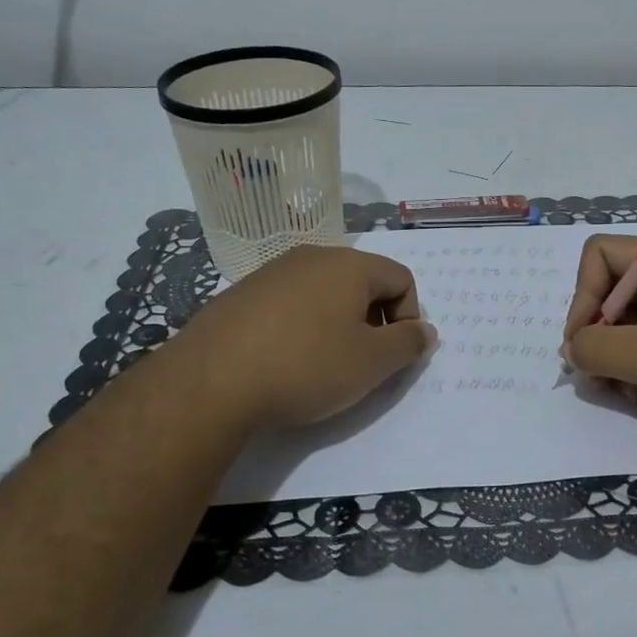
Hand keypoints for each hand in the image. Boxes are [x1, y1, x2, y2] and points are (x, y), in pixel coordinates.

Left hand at [170, 245, 436, 431]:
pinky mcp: (242, 292)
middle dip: (373, 320)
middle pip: (363, 281)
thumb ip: (408, 343)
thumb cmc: (306, 366)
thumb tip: (425, 330)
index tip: (392, 354)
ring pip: (325, 291)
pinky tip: (285, 358)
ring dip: (337, 322)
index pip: (401, 278)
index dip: (409, 317)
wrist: (211, 381)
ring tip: (322, 363)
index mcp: (350, 265)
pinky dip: (302, 325)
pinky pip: (291, 302)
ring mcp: (272, 271)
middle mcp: (312, 256)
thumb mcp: (371, 363)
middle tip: (361, 361)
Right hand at [561, 234, 636, 453]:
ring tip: (616, 393)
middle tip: (592, 377)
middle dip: (594, 334)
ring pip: (627, 326)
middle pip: (611, 292)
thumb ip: (598, 348)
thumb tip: (570, 349)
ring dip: (611, 359)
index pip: (602, 255)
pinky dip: (633, 372)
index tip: (581, 341)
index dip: (582, 294)